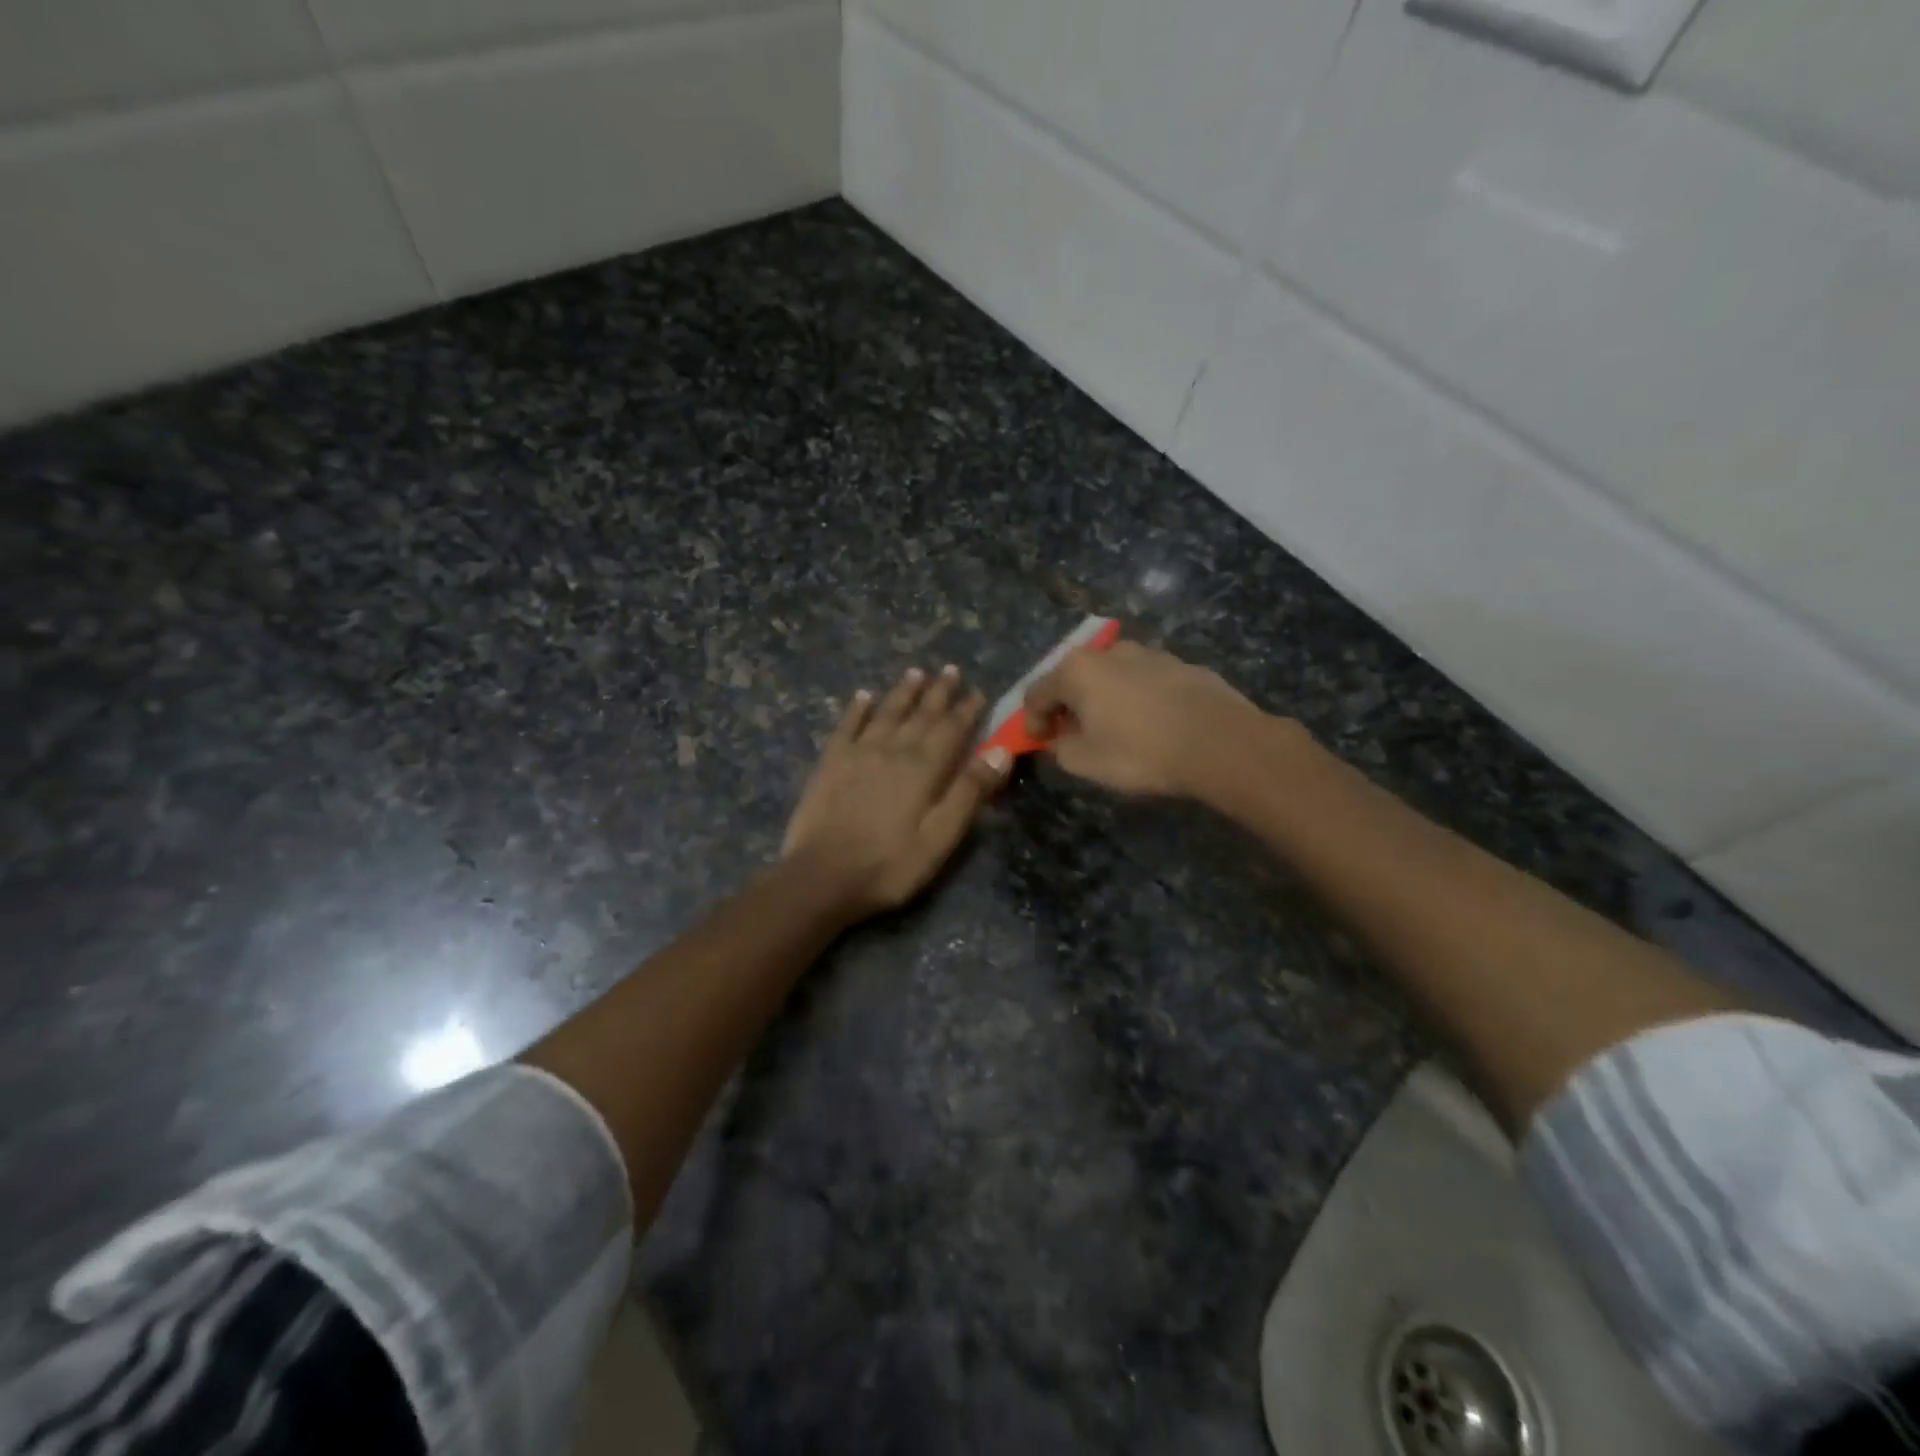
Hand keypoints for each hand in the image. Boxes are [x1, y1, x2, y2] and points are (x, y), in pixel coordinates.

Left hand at [783, 665, 1011, 917]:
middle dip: (938, 692)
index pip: (951, 730)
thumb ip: (969, 792)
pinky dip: (857, 709)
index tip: (977, 691)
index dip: (966, 710)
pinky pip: (847, 726)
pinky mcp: (830, 763)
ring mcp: (858, 754)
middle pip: (920, 715)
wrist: (822, 877)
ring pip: (886, 713)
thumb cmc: (889, 865)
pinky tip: (864, 695)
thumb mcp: (940, 838)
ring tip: (916, 672)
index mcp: (923, 769)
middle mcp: (892, 750)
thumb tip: (1000, 751)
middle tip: (950, 670)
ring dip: (903, 692)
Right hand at [1022, 641, 1268, 796]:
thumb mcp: (1085, 762)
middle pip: (1073, 677)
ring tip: (1114, 729)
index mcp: (1076, 670)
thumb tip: (1059, 739)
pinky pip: (1144, 681)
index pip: (1036, 693)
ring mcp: (1149, 653)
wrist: (1220, 743)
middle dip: (1067, 706)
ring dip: (1103, 699)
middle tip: (1072, 735)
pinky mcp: (1181, 664)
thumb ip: (1059, 748)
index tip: (1039, 744)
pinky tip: (1151, 724)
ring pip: (1111, 676)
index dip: (1031, 722)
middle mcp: (1108, 651)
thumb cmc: (1140, 752)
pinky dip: (1136, 698)